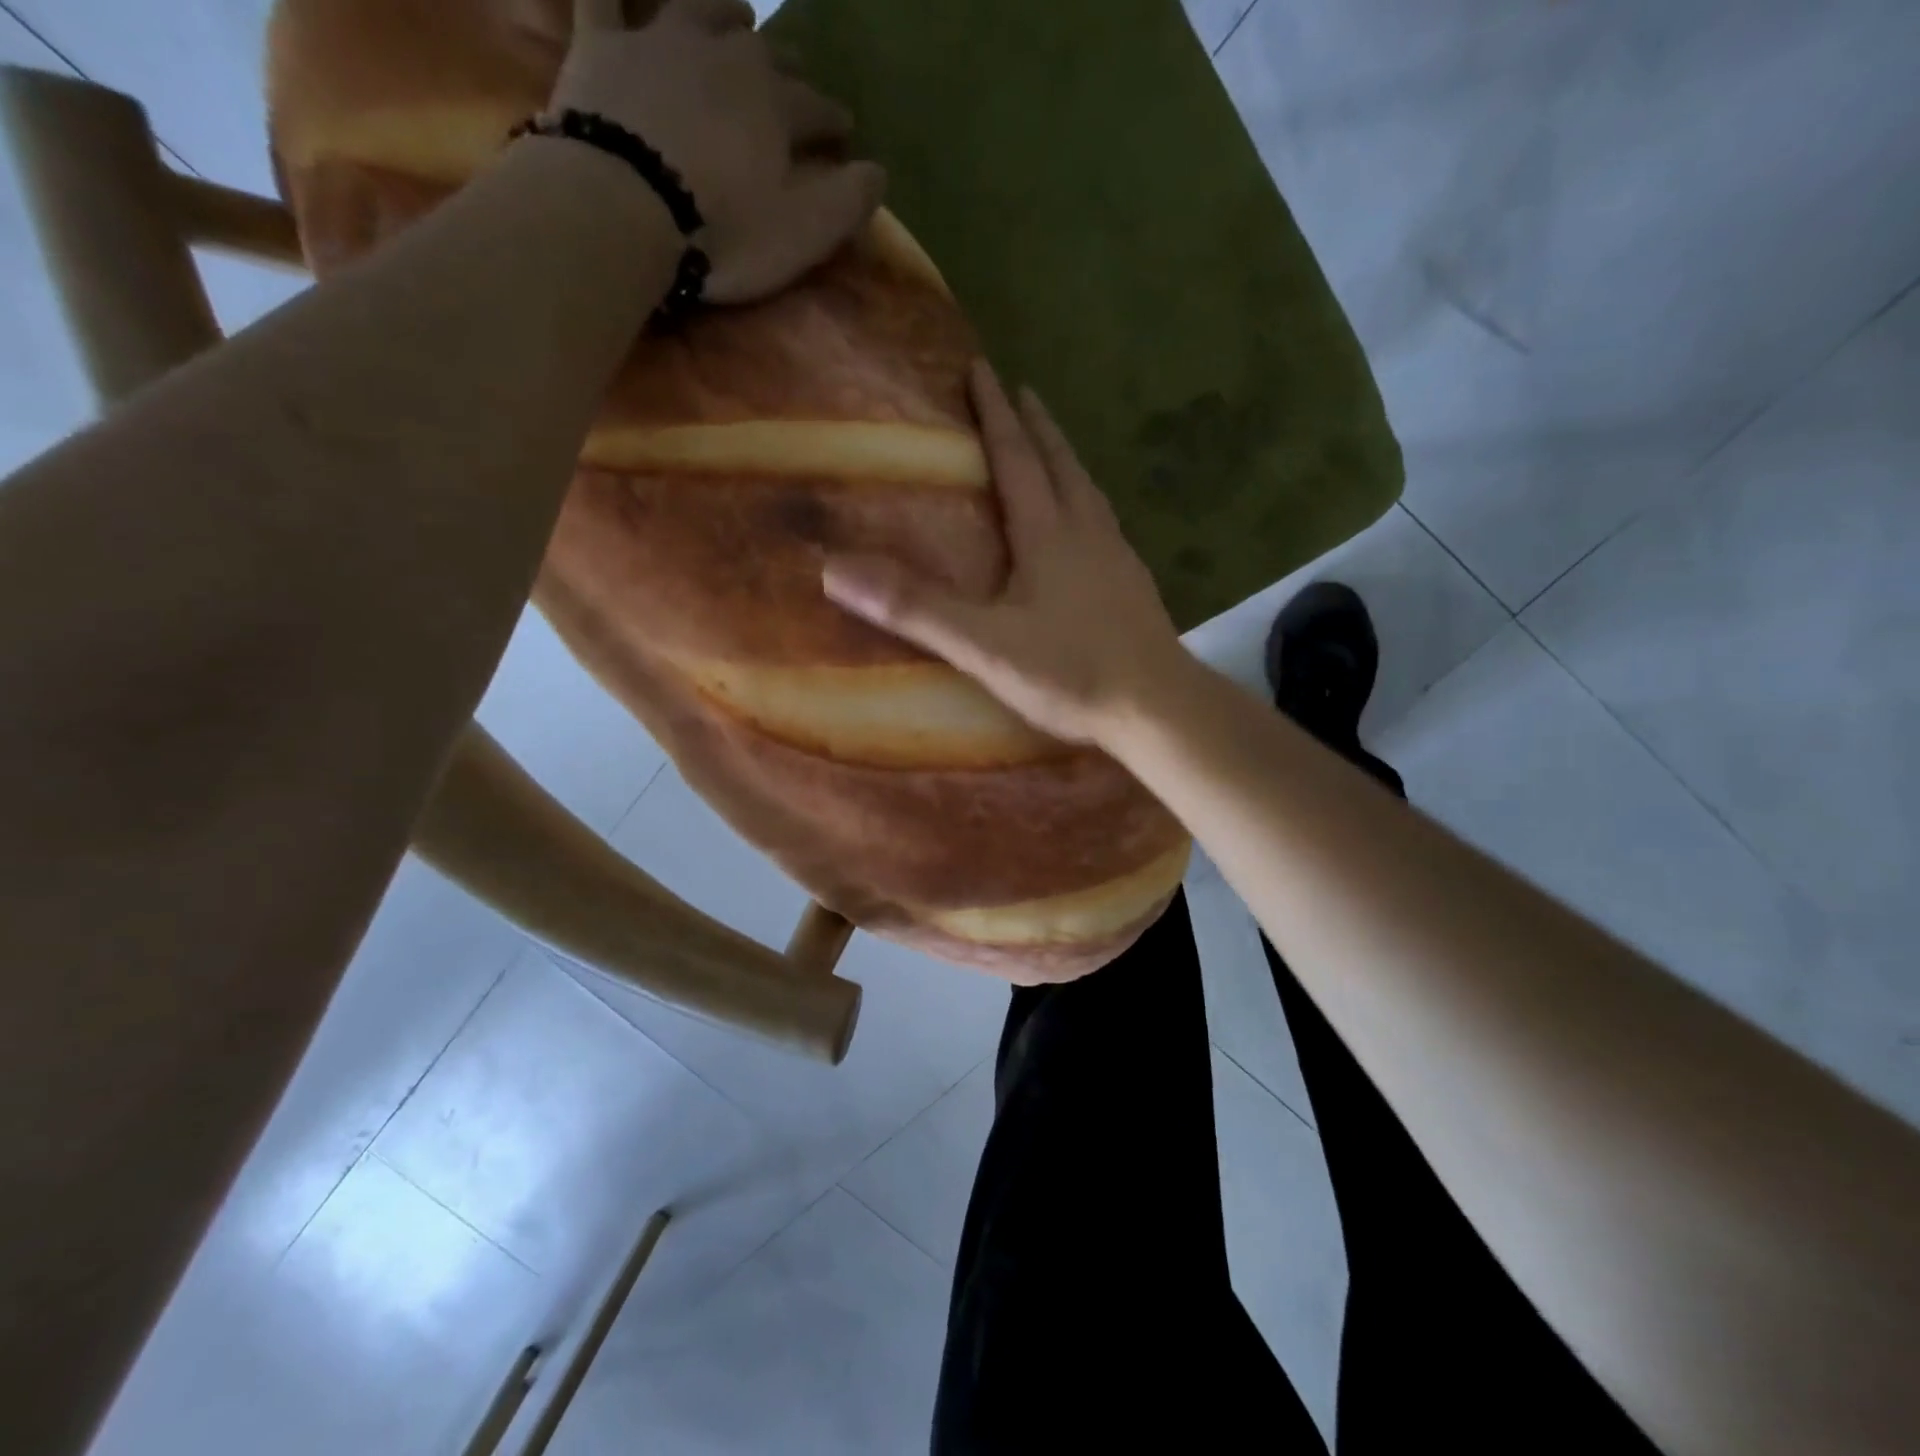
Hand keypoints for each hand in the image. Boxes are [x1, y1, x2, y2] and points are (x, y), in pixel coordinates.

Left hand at [553, 0, 885, 302]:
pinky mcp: (599, 48)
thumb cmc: (724, 231)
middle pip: (764, 53)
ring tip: (735, 15)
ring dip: (722, 10)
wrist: (623, 208)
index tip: (845, 132)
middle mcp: (725, 55)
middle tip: (791, 78)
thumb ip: (847, 202)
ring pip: (698, 8)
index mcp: (776, 105)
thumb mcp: (803, 233)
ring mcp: (658, 41)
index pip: (817, 108)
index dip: (833, 120)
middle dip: (785, 66)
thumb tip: (878, 174)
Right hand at [823, 362, 1193, 746]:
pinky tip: (1089, 526)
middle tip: (1024, 390)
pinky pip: (1107, 525)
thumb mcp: (984, 645)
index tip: (983, 368)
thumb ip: (916, 608)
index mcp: (1048, 535)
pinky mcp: (1136, 586)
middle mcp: (1087, 533)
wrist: (1158, 706)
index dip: (996, 415)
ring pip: (1090, 492)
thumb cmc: (1071, 672)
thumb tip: (836, 570)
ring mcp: (1119, 558)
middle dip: (1037, 425)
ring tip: (1055, 447)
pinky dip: (1089, 504)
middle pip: (1061, 464)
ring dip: (1068, 460)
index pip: (1017, 459)